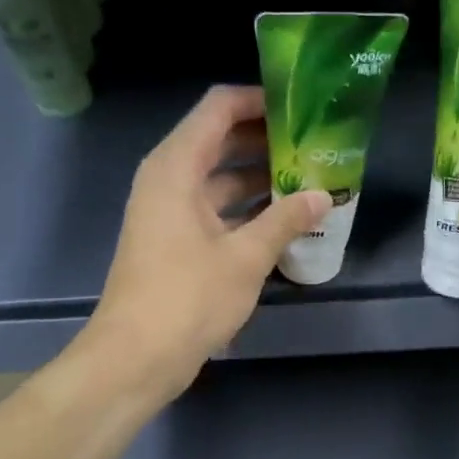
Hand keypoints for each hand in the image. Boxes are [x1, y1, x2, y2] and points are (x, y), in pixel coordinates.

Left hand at [88, 85, 327, 397]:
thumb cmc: (187, 298)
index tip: (301, 107)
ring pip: (221, 178)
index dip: (259, 100)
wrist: (136, 357)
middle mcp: (169, 179)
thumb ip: (286, 220)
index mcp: (176, 167)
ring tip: (310, 179)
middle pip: (220, 140)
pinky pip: (217, 209)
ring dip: (261, 178)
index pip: (219, 108)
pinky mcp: (176, 241)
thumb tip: (322, 195)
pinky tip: (286, 220)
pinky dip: (248, 210)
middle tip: (315, 144)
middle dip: (267, 140)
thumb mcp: (245, 257)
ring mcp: (171, 212)